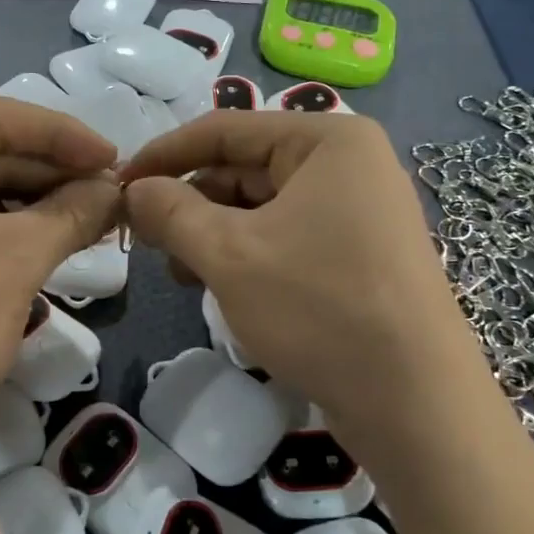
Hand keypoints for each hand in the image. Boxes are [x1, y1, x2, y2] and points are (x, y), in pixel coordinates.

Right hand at [121, 112, 473, 448]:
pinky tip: (221, 286)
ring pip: (261, 207)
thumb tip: (134, 188)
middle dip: (190, 202)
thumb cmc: (319, 308)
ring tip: (182, 274)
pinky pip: (286, 236)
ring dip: (212, 233)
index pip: (224, 129)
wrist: (416, 404)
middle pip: (243, 168)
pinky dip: (246, 254)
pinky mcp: (358, 254)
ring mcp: (358, 210)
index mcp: (327, 140)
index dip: (164, 155)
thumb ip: (171, 211)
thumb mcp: (229, 254)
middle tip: (145, 241)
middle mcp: (348, 164)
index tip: (117, 184)